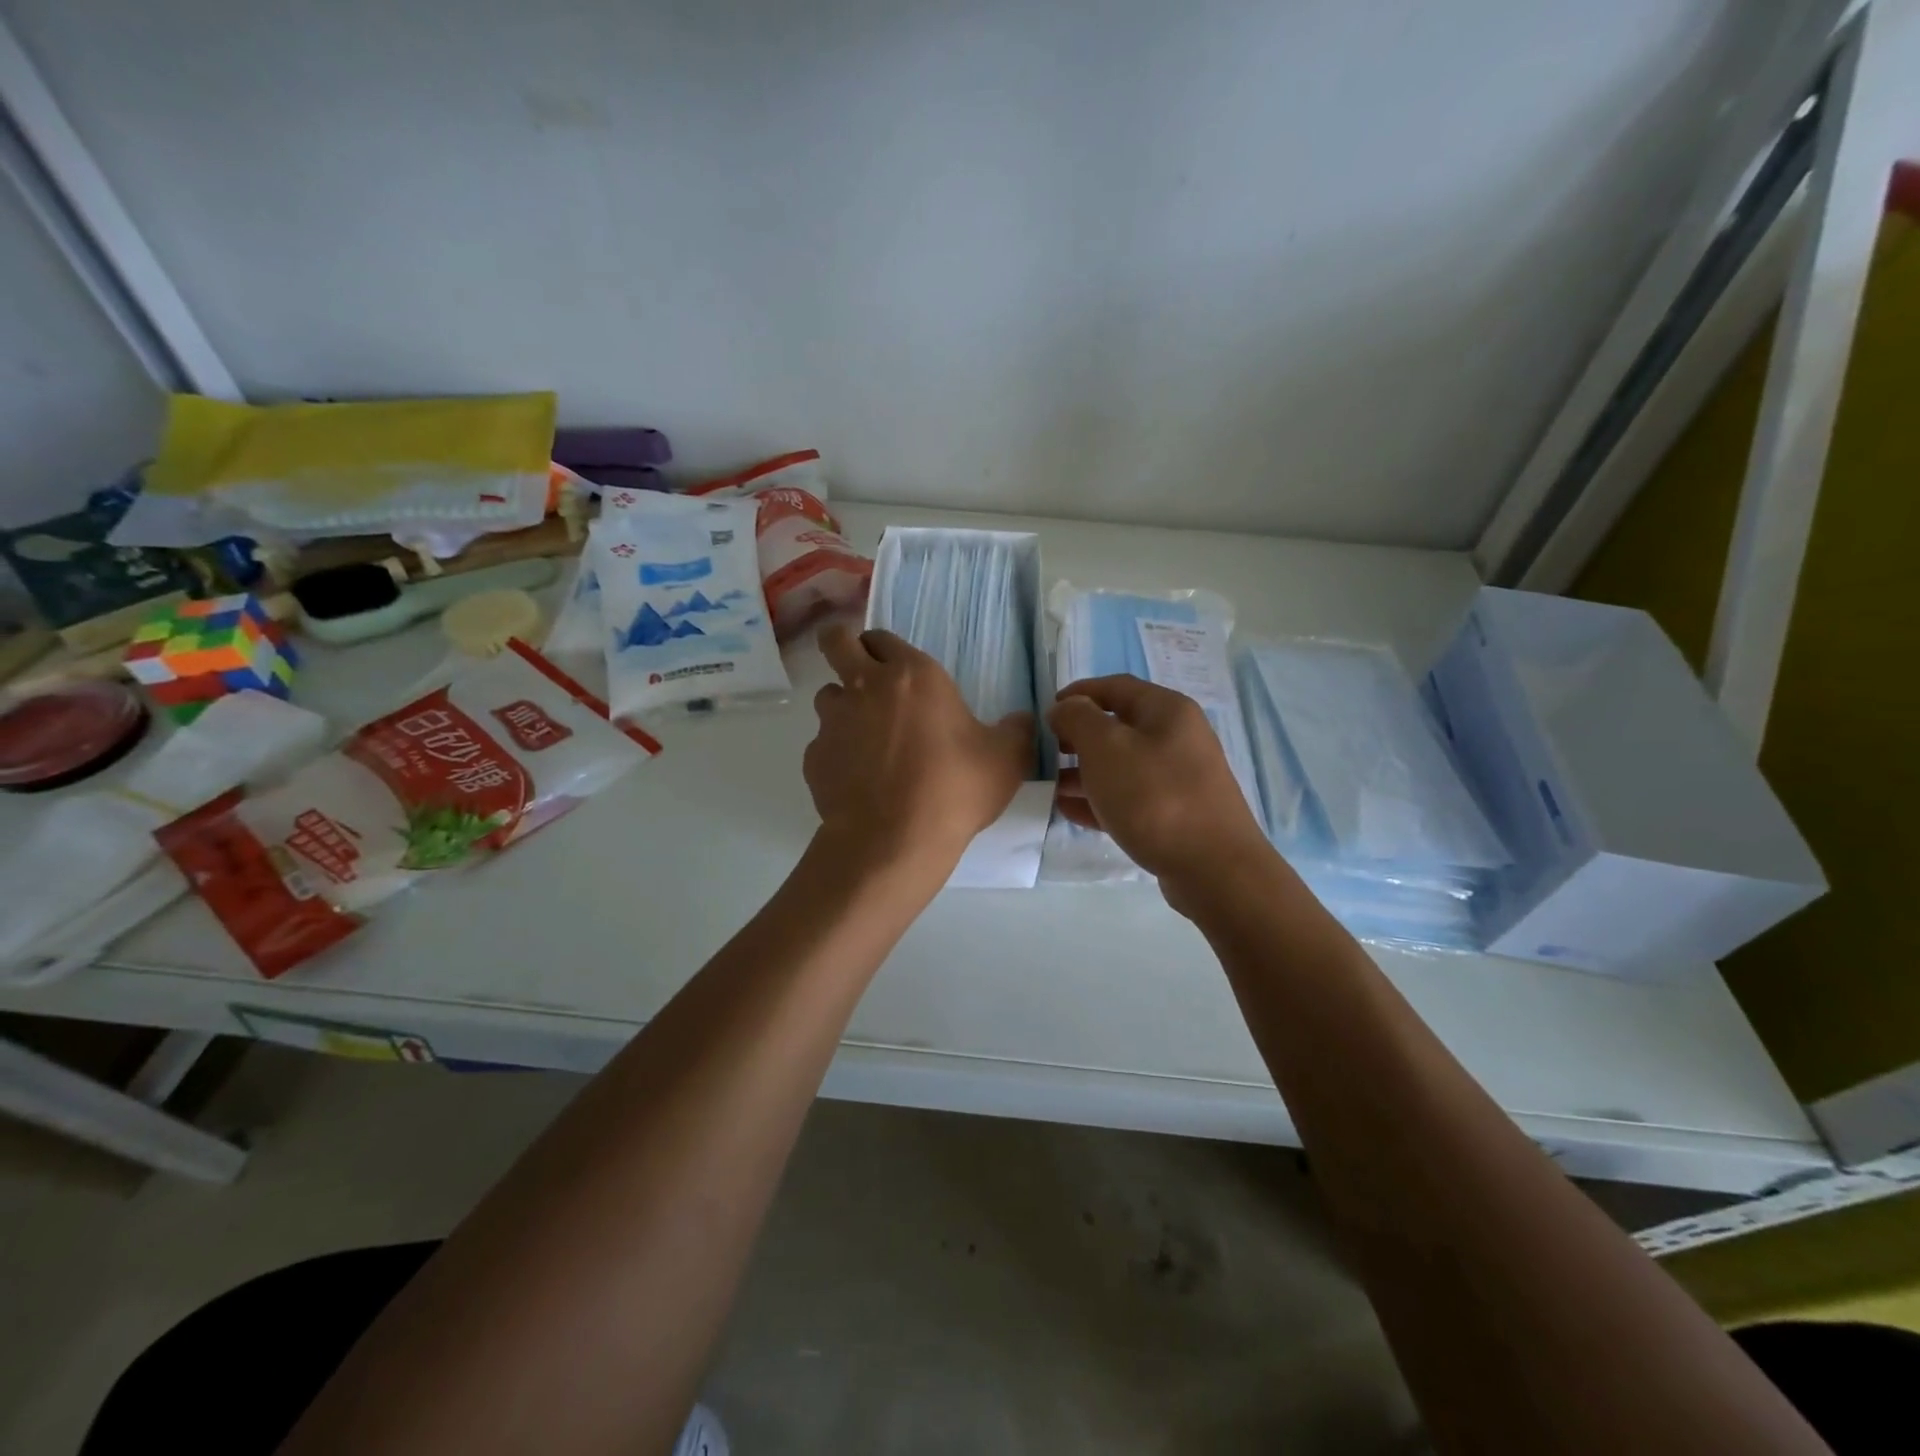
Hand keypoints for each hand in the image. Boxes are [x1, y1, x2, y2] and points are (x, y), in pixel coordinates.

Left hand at [806, 625, 1034, 874]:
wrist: (894, 841)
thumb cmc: (954, 789)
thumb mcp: (1007, 759)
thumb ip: (1016, 731)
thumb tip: (1021, 721)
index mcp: (912, 675)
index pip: (881, 636)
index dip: (885, 648)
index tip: (897, 667)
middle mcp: (865, 686)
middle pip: (835, 641)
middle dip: (842, 646)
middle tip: (863, 675)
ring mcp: (833, 721)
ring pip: (827, 695)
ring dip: (844, 706)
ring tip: (868, 739)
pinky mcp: (814, 757)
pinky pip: (822, 743)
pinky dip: (837, 754)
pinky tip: (859, 780)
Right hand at [1049, 675, 1275, 908]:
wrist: (1213, 869)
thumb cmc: (1154, 797)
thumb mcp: (1106, 747)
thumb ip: (1078, 719)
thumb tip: (1065, 708)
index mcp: (1166, 710)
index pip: (1115, 687)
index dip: (1077, 694)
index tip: (1046, 712)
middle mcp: (1176, 738)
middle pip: (1118, 726)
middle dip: (1078, 737)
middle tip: (1046, 752)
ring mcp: (1178, 778)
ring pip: (1121, 765)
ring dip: (1083, 771)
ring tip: (1049, 786)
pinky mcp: (1174, 814)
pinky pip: (1129, 797)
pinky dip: (1099, 800)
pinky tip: (1068, 811)